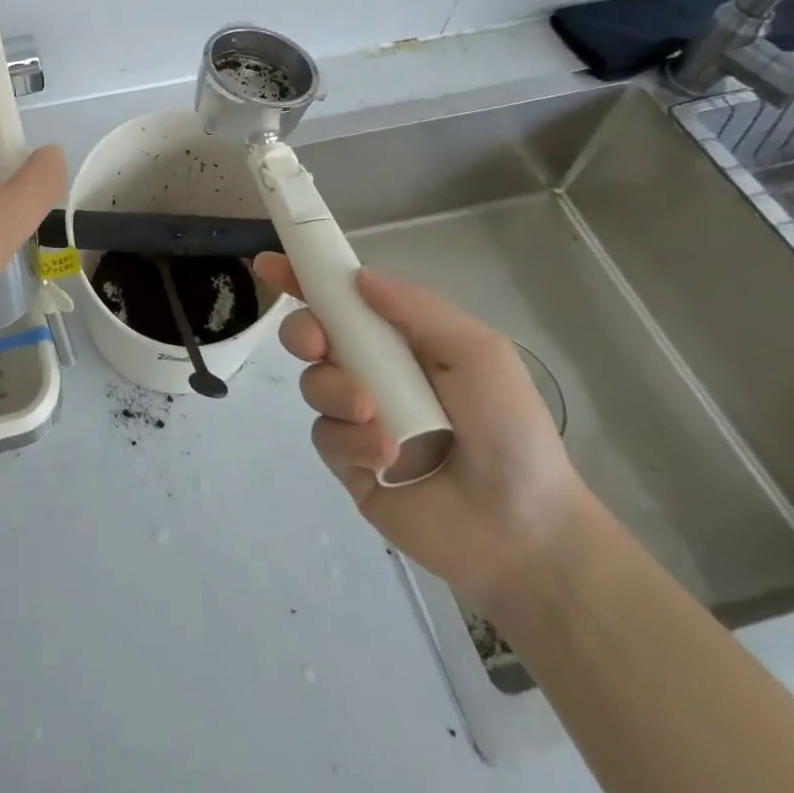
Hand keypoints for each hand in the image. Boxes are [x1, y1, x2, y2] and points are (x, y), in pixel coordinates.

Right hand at [254, 254, 590, 607]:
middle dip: (303, 330)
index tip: (269, 263)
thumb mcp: (477, 352)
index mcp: (400, 340)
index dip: (304, 277)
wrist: (524, 531)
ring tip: (373, 415)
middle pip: (312, 335)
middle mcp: (372, 371)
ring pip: (313, 384)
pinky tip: (384, 455)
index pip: (343, 299)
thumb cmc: (509, 429)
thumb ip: (418, 307)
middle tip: (317, 344)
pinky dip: (349, 439)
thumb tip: (357, 276)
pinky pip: (324, 435)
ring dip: (335, 391)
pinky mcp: (349, 462)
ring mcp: (357, 417)